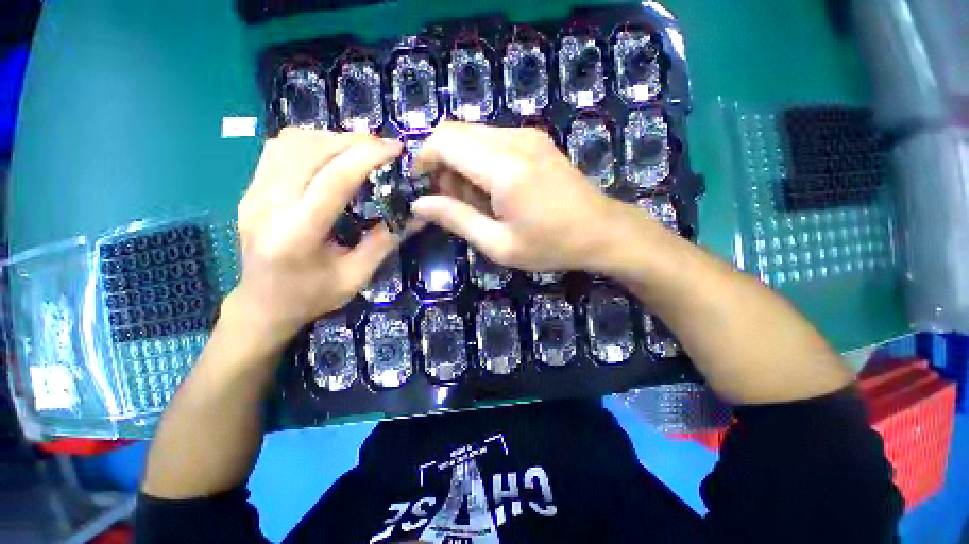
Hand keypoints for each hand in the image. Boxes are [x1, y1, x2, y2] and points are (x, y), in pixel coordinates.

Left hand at [229, 128, 403, 346]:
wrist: (262, 305)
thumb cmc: (313, 296)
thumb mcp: (357, 276)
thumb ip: (385, 241)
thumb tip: (417, 214)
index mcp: (298, 233)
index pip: (334, 179)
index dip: (368, 156)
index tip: (396, 148)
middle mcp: (268, 205)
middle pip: (311, 150)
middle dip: (353, 141)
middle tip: (383, 147)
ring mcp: (253, 194)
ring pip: (291, 142)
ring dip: (331, 138)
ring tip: (359, 149)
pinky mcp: (249, 189)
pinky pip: (278, 149)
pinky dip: (310, 142)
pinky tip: (329, 154)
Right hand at [411, 121, 621, 272]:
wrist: (602, 231)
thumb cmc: (551, 245)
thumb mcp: (499, 244)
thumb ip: (457, 219)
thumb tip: (420, 203)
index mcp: (504, 168)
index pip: (444, 141)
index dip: (424, 159)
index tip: (422, 187)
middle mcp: (515, 140)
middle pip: (456, 132)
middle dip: (442, 163)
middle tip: (452, 201)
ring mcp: (528, 135)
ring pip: (473, 135)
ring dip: (462, 163)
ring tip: (476, 200)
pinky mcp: (536, 139)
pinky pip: (493, 139)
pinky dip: (481, 160)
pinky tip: (494, 189)